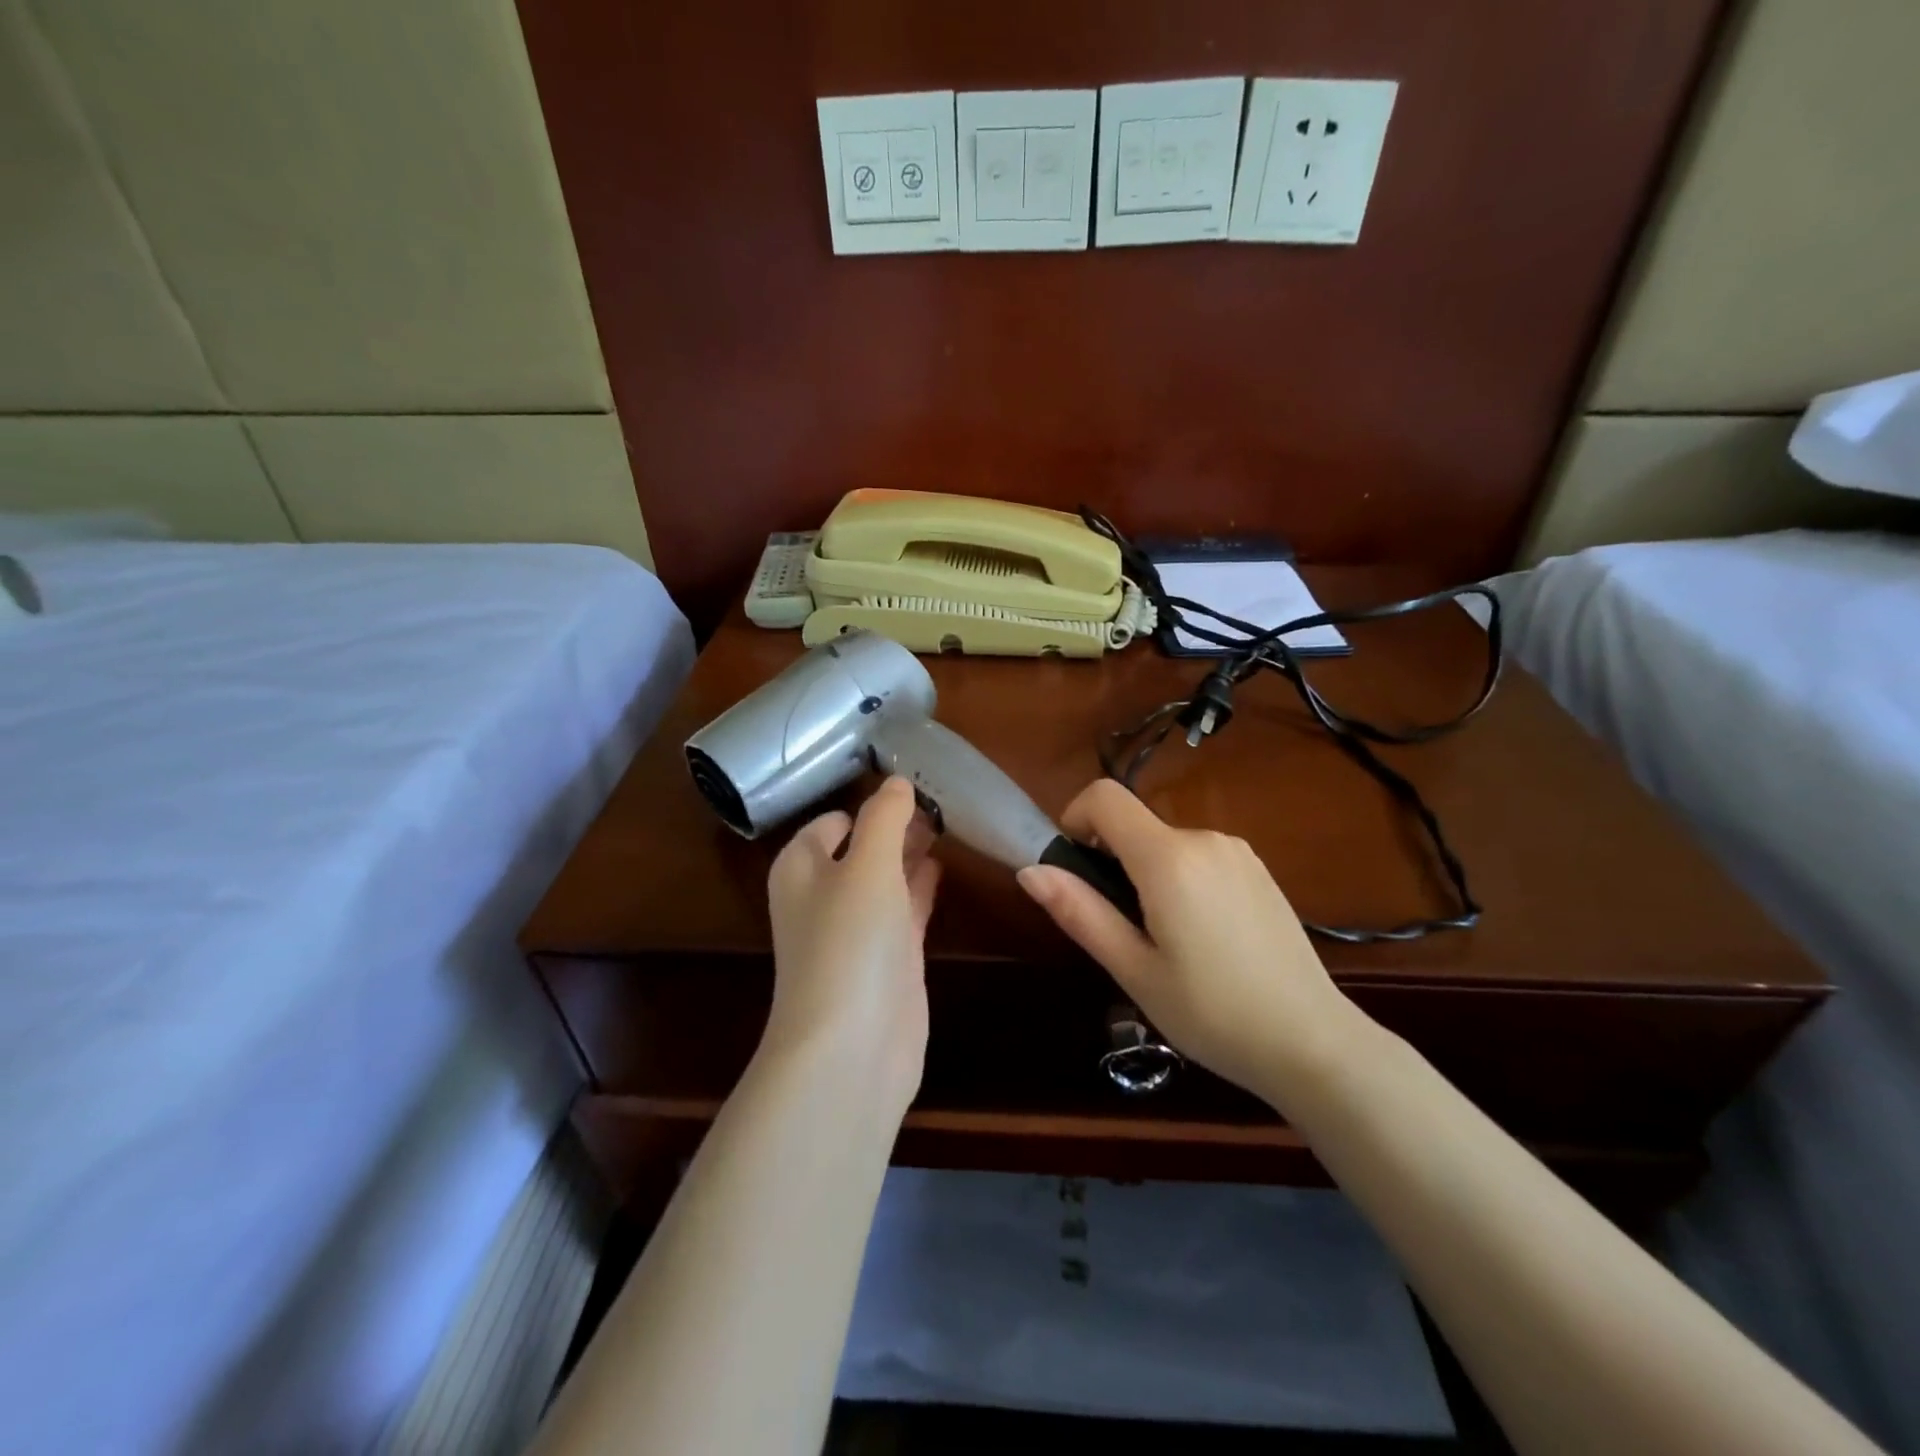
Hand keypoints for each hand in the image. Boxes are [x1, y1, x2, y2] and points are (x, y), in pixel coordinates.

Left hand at [762, 776, 941, 1114]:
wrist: (852, 1048)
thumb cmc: (849, 942)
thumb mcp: (867, 864)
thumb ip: (884, 817)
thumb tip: (897, 781)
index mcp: (802, 867)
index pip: (834, 820)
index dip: (871, 802)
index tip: (914, 781)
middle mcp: (824, 895)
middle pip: (861, 846)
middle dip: (896, 825)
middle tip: (941, 799)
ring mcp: (857, 930)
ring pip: (886, 876)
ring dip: (911, 852)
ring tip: (949, 822)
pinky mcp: (888, 959)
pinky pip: (905, 908)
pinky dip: (921, 886)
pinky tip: (944, 865)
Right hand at [1017, 779, 1363, 1107]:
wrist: (1313, 1043)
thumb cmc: (1212, 1013)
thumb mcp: (1133, 969)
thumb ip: (1080, 912)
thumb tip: (1030, 870)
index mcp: (1169, 858)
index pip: (1105, 796)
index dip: (1075, 818)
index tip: (1074, 867)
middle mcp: (1205, 838)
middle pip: (1135, 824)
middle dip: (1112, 861)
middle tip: (1121, 929)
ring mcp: (1238, 852)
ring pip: (1167, 844)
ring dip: (1147, 875)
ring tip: (1165, 944)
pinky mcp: (1259, 871)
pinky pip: (1199, 858)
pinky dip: (1181, 881)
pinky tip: (1203, 940)